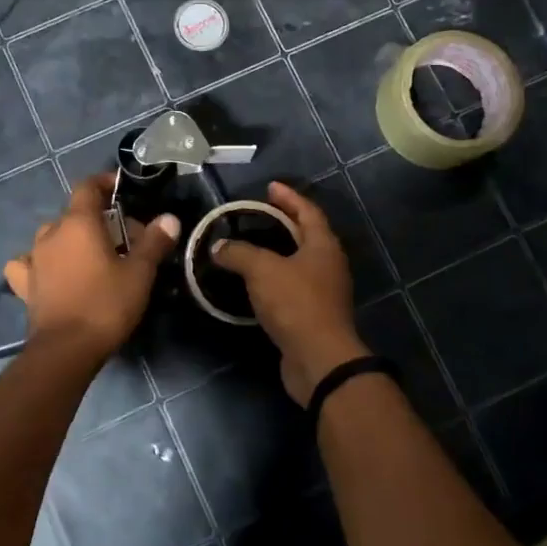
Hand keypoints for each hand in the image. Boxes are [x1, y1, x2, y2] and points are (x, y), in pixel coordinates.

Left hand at [4, 175, 180, 359]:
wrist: (66, 350)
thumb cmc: (106, 305)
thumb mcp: (139, 274)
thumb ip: (154, 242)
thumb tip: (169, 218)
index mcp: (78, 223)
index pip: (87, 187)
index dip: (104, 183)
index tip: (121, 190)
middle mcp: (51, 234)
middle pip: (73, 213)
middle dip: (97, 219)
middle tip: (122, 239)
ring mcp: (34, 259)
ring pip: (51, 236)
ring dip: (70, 239)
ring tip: (90, 256)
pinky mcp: (24, 285)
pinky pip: (29, 263)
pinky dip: (40, 262)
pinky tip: (49, 272)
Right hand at [209, 181, 368, 405]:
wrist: (318, 359)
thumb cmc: (295, 304)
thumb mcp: (262, 270)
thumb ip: (239, 253)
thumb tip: (218, 246)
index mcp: (323, 246)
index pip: (307, 211)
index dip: (289, 197)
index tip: (269, 186)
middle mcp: (328, 265)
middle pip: (306, 235)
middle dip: (283, 222)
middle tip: (257, 214)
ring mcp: (323, 292)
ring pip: (298, 262)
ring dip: (277, 252)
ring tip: (250, 246)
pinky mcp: (312, 315)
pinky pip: (291, 287)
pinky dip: (273, 279)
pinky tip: (253, 283)